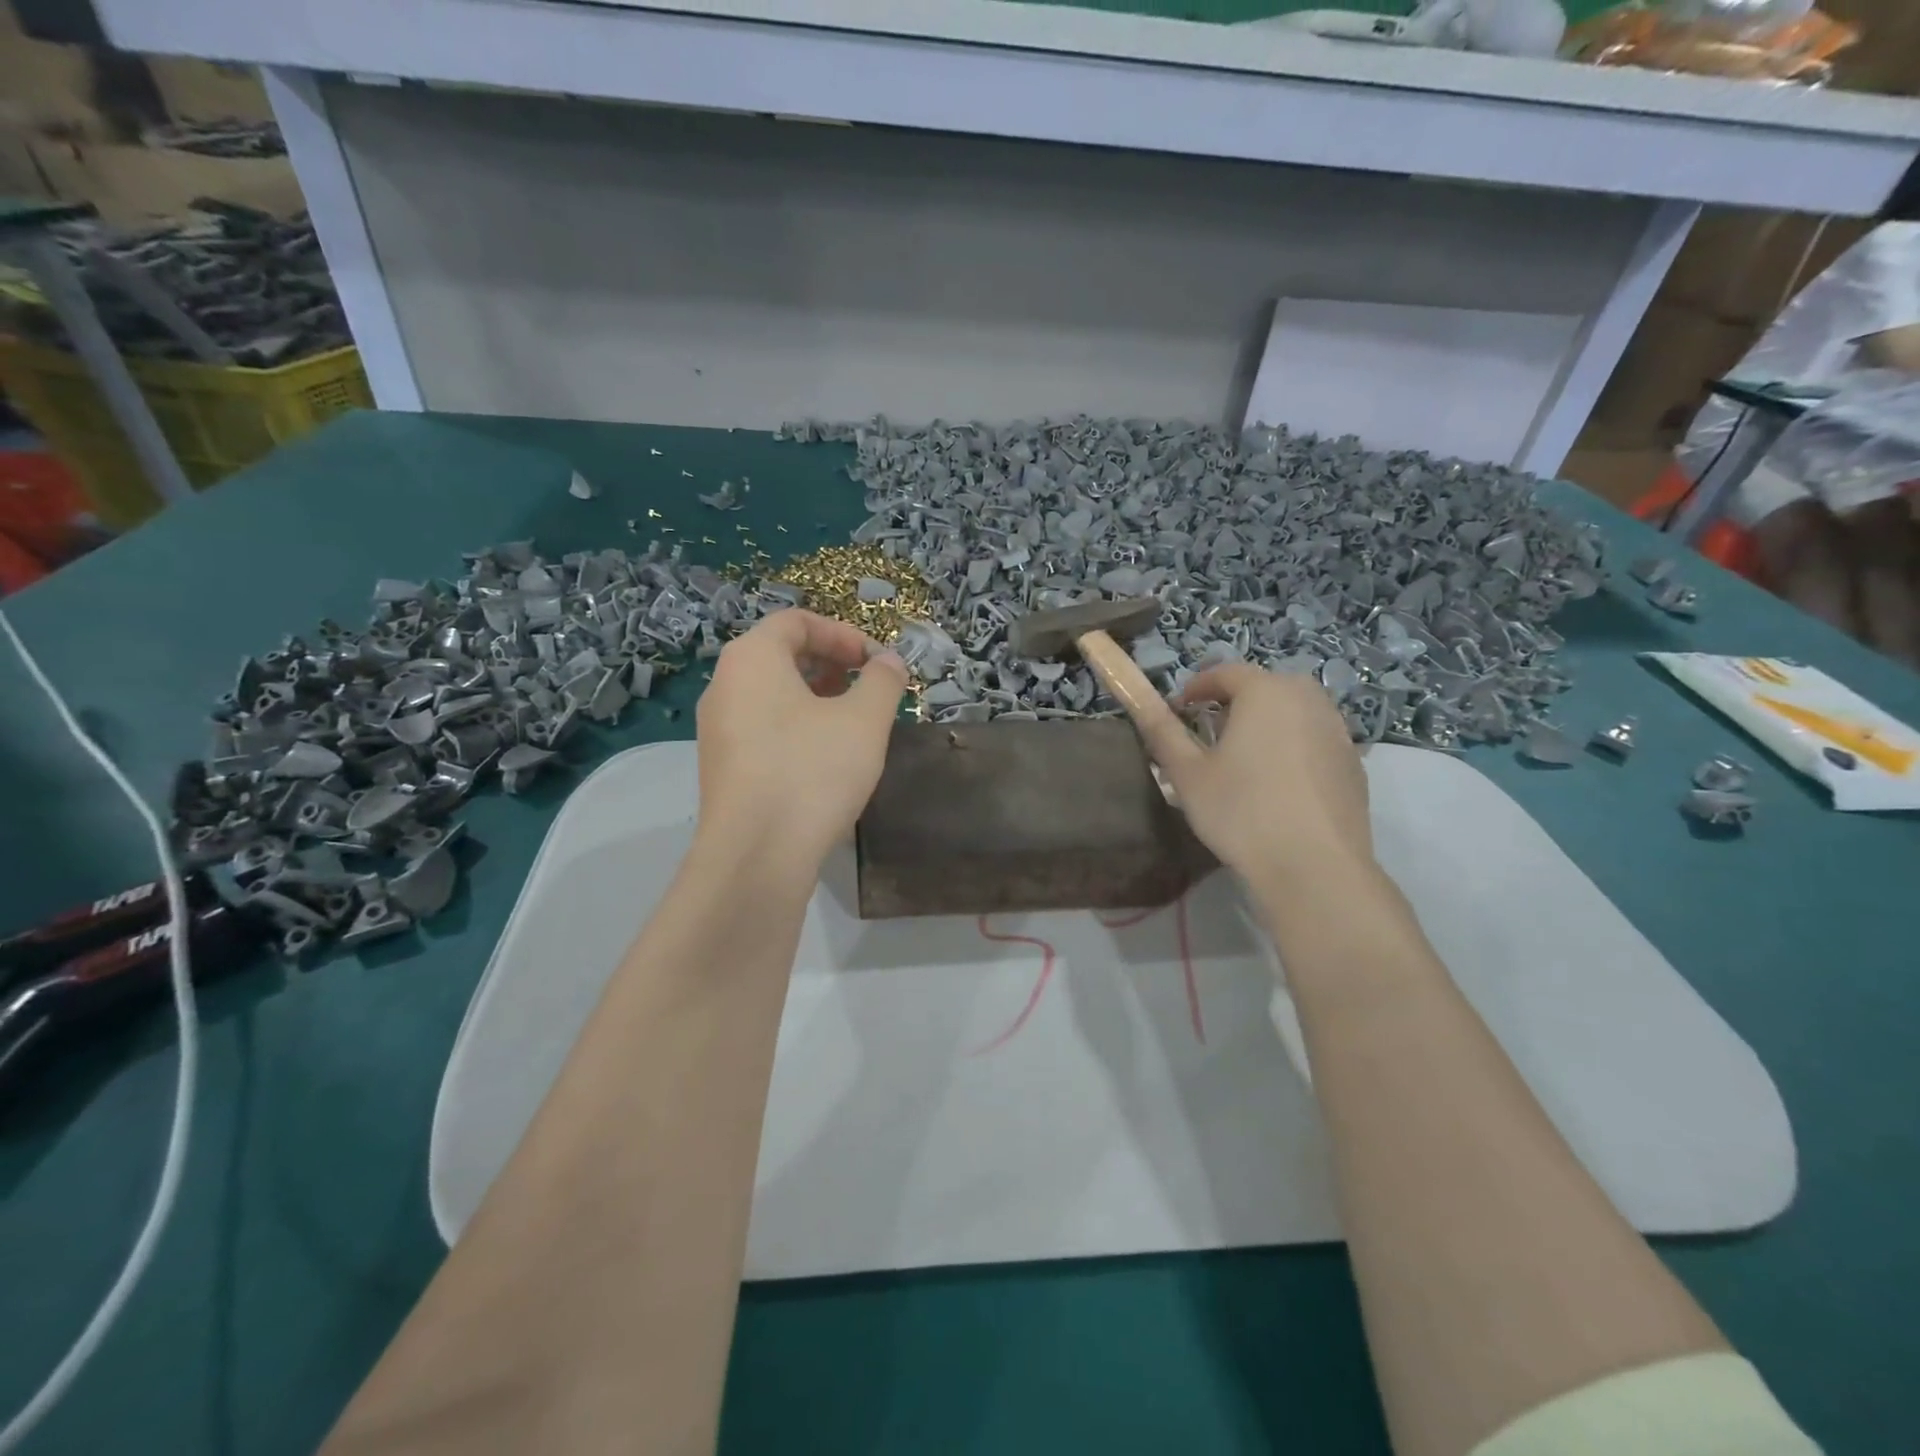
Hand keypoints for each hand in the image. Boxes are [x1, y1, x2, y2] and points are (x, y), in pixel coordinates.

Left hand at [694, 609, 906, 870]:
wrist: (756, 856)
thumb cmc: (812, 771)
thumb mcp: (865, 720)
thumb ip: (883, 681)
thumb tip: (889, 663)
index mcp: (751, 658)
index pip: (797, 621)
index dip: (844, 634)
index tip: (877, 663)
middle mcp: (724, 685)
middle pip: (781, 655)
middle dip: (832, 665)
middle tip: (868, 690)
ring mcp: (717, 729)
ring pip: (772, 695)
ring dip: (817, 699)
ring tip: (854, 725)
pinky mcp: (723, 768)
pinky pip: (763, 729)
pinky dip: (797, 728)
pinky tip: (827, 760)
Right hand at [1121, 664, 1373, 885]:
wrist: (1315, 868)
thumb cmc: (1241, 812)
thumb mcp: (1188, 774)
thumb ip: (1162, 732)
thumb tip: (1141, 703)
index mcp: (1266, 692)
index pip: (1226, 672)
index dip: (1197, 687)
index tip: (1180, 710)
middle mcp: (1308, 699)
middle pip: (1264, 687)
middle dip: (1234, 703)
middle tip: (1210, 735)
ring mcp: (1338, 730)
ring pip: (1293, 712)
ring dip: (1266, 724)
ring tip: (1245, 760)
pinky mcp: (1354, 763)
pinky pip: (1314, 740)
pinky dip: (1292, 748)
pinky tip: (1278, 786)